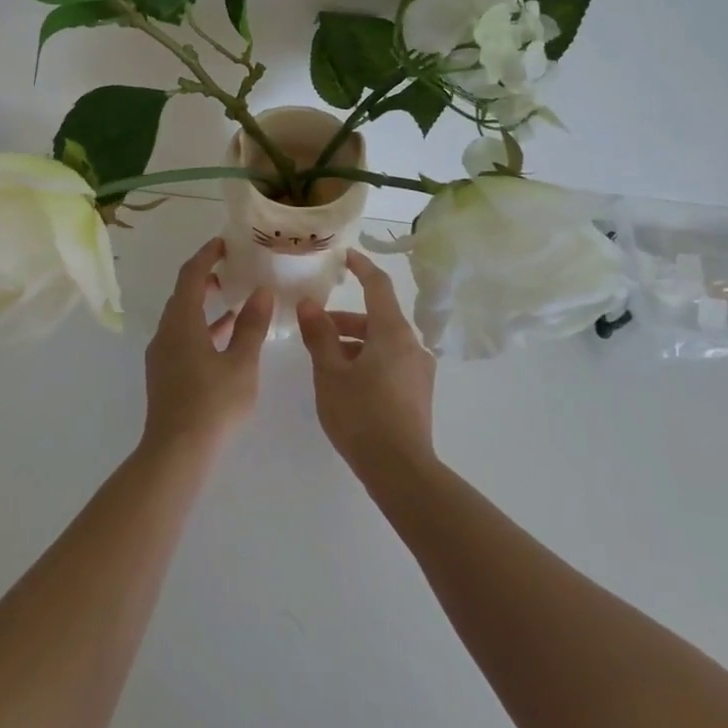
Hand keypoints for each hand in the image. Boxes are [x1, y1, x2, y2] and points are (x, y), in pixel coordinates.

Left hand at [142, 239, 273, 451]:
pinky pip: (183, 336)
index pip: (190, 275)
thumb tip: (262, 292)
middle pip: (182, 294)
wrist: (176, 451)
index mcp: (181, 321)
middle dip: (205, 277)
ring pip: (182, 317)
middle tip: (231, 267)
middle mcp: (166, 331)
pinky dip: (202, 327)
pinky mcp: (165, 373)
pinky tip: (225, 337)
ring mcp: (162, 353)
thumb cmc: (212, 403)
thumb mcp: (241, 362)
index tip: (224, 243)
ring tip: (232, 297)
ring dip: (204, 304)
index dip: (206, 255)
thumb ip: (251, 325)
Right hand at [297, 250, 436, 479]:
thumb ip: (319, 334)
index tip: (345, 256)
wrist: (401, 471)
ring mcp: (419, 370)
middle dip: (345, 318)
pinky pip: (390, 362)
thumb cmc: (361, 415)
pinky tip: (346, 382)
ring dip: (354, 342)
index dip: (361, 267)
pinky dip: (367, 360)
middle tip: (314, 326)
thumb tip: (309, 303)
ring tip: (324, 360)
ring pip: (382, 342)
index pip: (378, 286)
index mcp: (392, 332)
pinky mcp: (418, 393)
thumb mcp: (330, 372)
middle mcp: (412, 345)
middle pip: (377, 317)